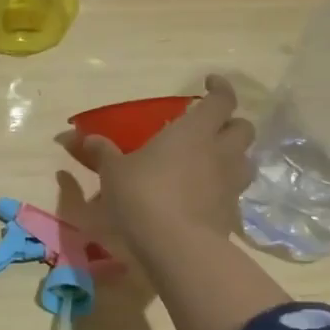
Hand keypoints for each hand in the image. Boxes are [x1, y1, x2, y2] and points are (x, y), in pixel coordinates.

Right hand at [68, 74, 254, 246]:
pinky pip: (234, 191)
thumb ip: (102, 152)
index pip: (222, 100)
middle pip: (244, 128)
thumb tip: (83, 138)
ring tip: (211, 161)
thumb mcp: (114, 172)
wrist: (177, 246)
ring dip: (233, 156)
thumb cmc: (143, 195)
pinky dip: (224, 188)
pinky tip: (204, 195)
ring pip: (246, 160)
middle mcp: (221, 151)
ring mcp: (231, 183)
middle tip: (210, 128)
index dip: (220, 88)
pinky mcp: (232, 213)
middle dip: (231, 124)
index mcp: (195, 130)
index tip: (209, 83)